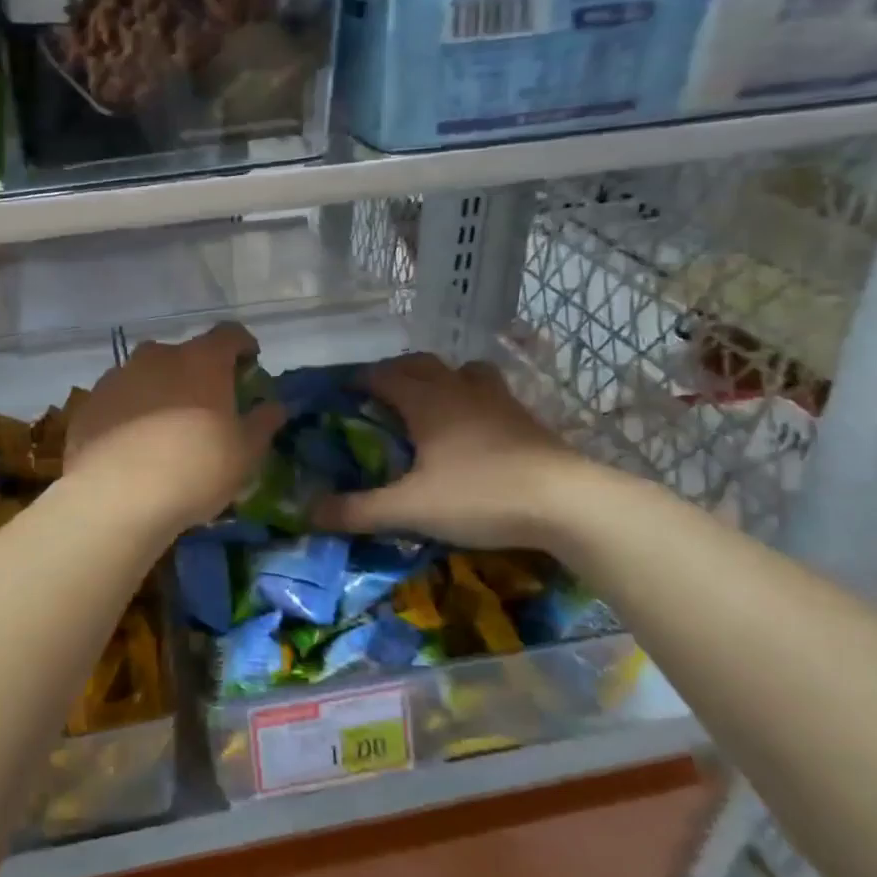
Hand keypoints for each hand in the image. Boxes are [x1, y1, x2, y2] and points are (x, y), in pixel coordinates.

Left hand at [65, 323, 286, 536]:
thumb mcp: (245, 454)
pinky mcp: (88, 404)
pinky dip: (128, 413)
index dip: (243, 346)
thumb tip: (275, 407)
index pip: (230, 334)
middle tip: (205, 407)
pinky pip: (118, 400)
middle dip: (197, 373)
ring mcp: (117, 377)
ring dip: (159, 392)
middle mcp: (157, 357)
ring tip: (164, 430)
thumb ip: (262, 424)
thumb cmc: (195, 470)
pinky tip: (131, 447)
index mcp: (201, 360)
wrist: (115, 498)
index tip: (249, 365)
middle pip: (184, 354)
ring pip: (146, 376)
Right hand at [313, 353, 591, 549]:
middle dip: (396, 372)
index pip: (383, 375)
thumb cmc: (480, 495)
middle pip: (422, 363)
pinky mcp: (527, 420)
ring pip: (463, 371)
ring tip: (431, 402)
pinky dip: (473, 398)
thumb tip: (309, 513)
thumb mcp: (410, 508)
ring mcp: (499, 401)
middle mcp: (460, 390)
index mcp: (428, 402)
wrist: (567, 503)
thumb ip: (358, 510)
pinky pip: (490, 393)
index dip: (359, 380)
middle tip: (380, 396)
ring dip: (441, 377)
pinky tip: (475, 428)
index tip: (341, 392)